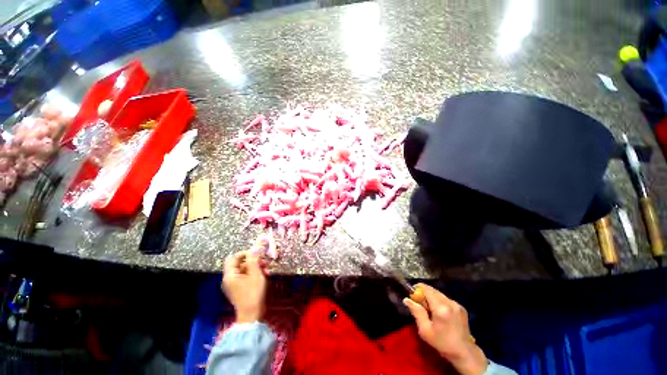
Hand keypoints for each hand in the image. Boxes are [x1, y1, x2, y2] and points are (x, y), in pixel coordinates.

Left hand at [223, 251, 266, 323]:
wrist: (252, 314)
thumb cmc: (253, 293)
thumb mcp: (255, 274)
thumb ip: (254, 260)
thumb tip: (254, 248)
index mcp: (230, 275)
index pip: (233, 258)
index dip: (244, 253)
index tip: (256, 254)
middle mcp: (229, 279)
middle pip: (239, 264)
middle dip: (252, 261)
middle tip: (264, 262)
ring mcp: (233, 285)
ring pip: (244, 270)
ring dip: (255, 267)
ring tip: (266, 269)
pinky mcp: (239, 289)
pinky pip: (245, 277)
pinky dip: (253, 274)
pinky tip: (264, 275)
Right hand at [403, 283, 487, 374]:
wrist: (465, 353)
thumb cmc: (442, 343)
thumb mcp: (425, 331)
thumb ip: (416, 312)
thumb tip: (406, 299)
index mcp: (441, 308)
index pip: (426, 288)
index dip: (417, 289)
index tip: (413, 297)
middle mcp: (449, 302)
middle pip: (432, 289)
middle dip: (424, 294)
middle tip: (420, 306)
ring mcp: (457, 304)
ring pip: (438, 293)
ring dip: (431, 298)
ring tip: (430, 311)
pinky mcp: (461, 307)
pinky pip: (445, 299)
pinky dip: (439, 302)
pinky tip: (440, 313)